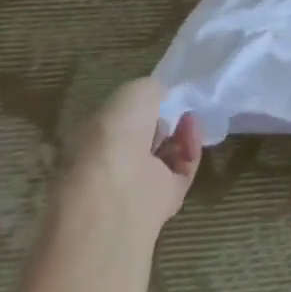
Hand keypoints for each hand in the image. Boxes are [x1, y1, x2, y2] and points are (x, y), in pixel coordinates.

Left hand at [71, 77, 202, 227]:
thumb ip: (151, 90)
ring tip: (192, 116)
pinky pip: (182, 172)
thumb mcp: (135, 91)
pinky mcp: (162, 201)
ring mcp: (137, 185)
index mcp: (96, 139)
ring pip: (165, 156)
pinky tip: (194, 132)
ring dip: (181, 134)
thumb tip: (163, 97)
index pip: (121, 121)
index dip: (144, 106)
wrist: (119, 189)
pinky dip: (191, 151)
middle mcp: (114, 162)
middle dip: (165, 122)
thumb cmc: (116, 133)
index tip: (164, 94)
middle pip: (145, 139)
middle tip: (182, 106)